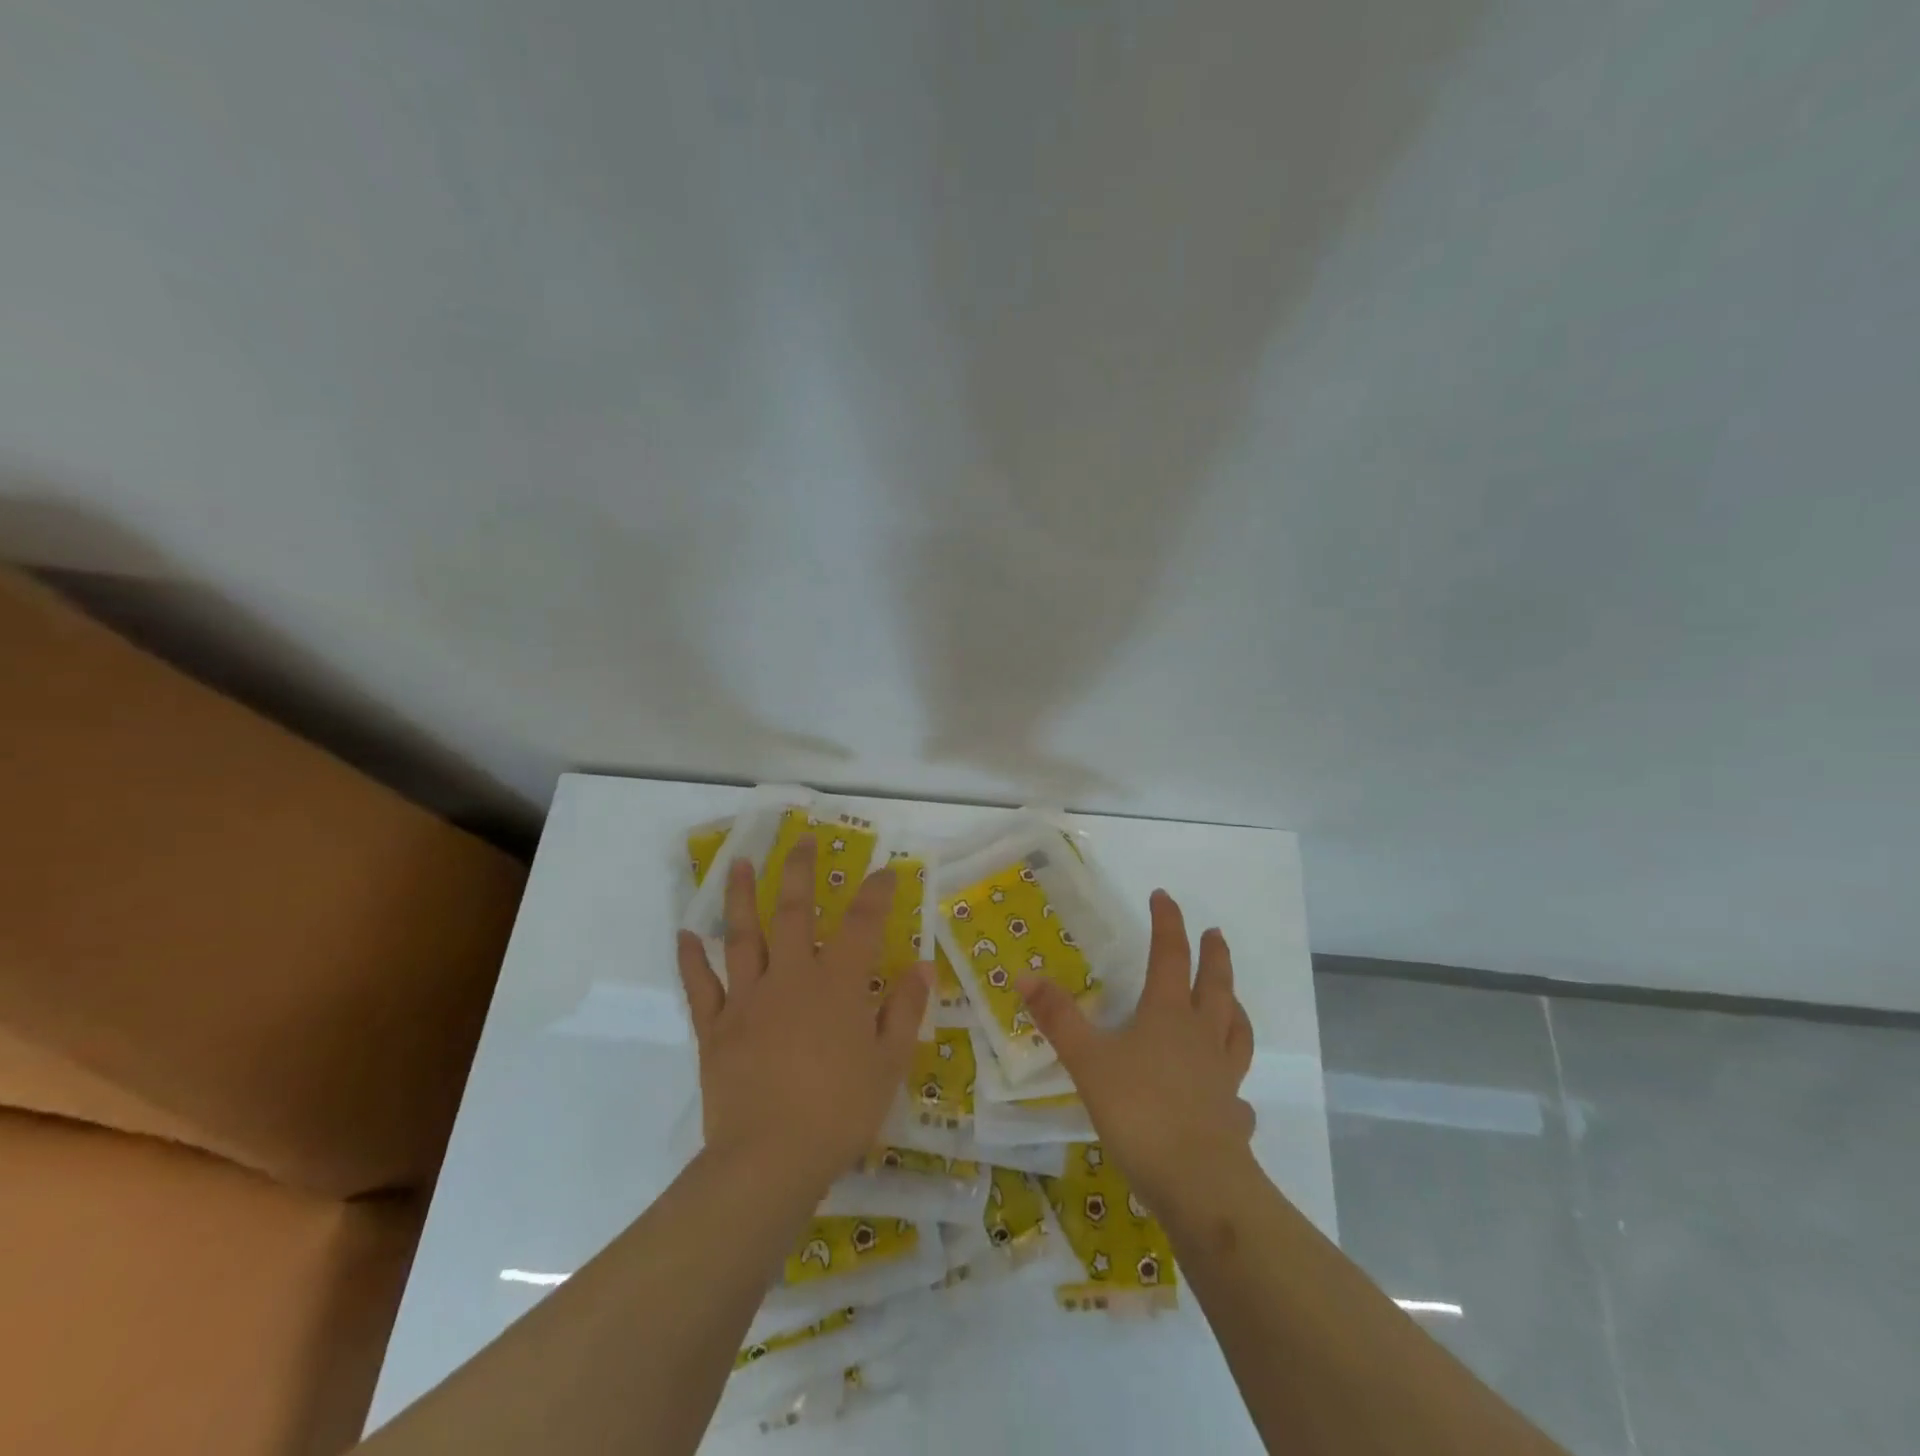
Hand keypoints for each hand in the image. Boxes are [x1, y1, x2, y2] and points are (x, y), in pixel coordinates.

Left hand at [677, 839, 931, 1192]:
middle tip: (800, 840)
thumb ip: (904, 1010)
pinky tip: (685, 935)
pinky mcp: (715, 1027)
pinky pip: (701, 986)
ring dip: (739, 897)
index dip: (875, 892)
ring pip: (742, 936)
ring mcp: (748, 999)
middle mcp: (791, 978)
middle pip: (794, 912)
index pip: (861, 923)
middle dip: (799, 872)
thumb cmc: (839, 1111)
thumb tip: (922, 967)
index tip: (885, 871)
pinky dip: (691, 959)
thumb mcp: (889, 1063)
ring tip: (737, 863)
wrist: (769, 1159)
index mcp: (837, 984)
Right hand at [1019, 889, 1255, 1210]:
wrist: (1198, 1184)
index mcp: (1169, 1015)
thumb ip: (1057, 1017)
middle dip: (1214, 955)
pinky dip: (1234, 1083)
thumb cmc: (1139, 1110)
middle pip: (1216, 986)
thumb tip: (1024, 975)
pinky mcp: (1233, 1117)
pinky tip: (1230, 1094)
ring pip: (1236, 1031)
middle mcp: (1202, 1037)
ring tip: (1233, 999)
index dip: (1167, 923)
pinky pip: (1237, 1092)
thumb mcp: (1087, 1060)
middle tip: (1215, 933)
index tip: (1164, 896)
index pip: (1170, 955)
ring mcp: (1224, 1077)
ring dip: (1234, 1007)